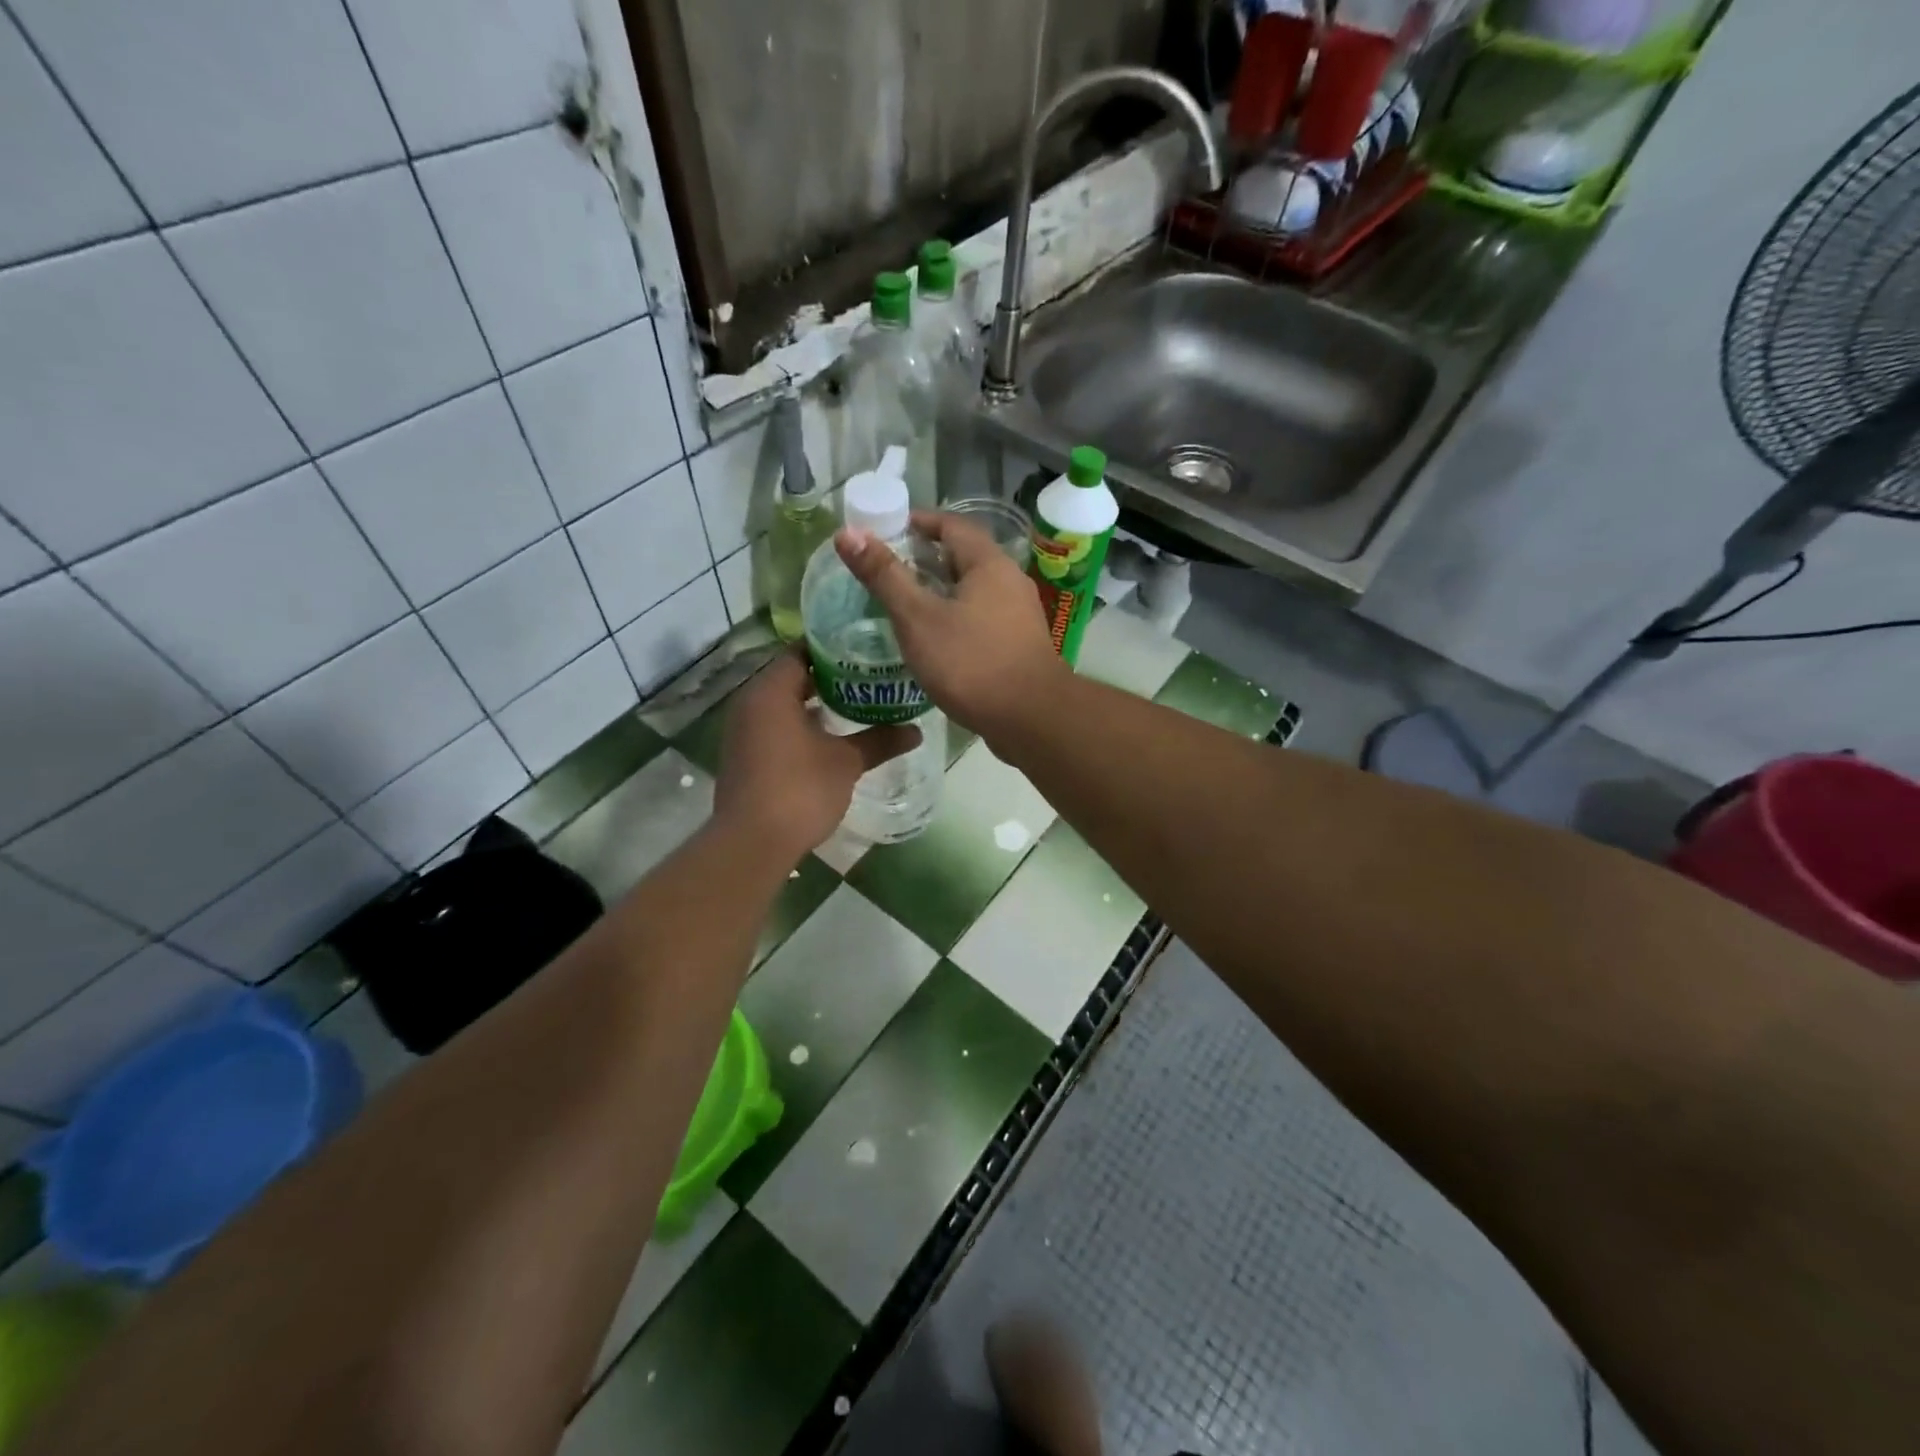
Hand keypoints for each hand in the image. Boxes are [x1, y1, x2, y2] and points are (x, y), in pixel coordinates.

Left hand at [714, 651, 917, 857]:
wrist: (752, 844)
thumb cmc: (800, 790)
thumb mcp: (846, 762)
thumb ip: (879, 740)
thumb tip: (916, 730)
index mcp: (771, 691)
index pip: (801, 651)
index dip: (834, 647)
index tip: (866, 649)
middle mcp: (750, 702)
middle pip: (792, 675)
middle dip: (830, 675)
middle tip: (869, 675)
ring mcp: (742, 729)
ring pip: (783, 701)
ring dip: (815, 701)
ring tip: (856, 702)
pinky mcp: (744, 754)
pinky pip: (774, 723)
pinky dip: (799, 722)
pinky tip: (830, 735)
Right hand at [835, 511, 1065, 736]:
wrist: (1031, 718)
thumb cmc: (971, 662)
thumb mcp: (917, 618)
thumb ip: (884, 576)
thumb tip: (847, 533)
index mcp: (989, 563)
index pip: (951, 524)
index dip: (916, 522)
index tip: (884, 531)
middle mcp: (1010, 580)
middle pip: (964, 556)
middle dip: (926, 558)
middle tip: (888, 570)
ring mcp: (1019, 614)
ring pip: (974, 590)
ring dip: (941, 590)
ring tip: (905, 604)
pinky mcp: (1019, 644)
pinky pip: (982, 617)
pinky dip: (956, 617)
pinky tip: (935, 639)